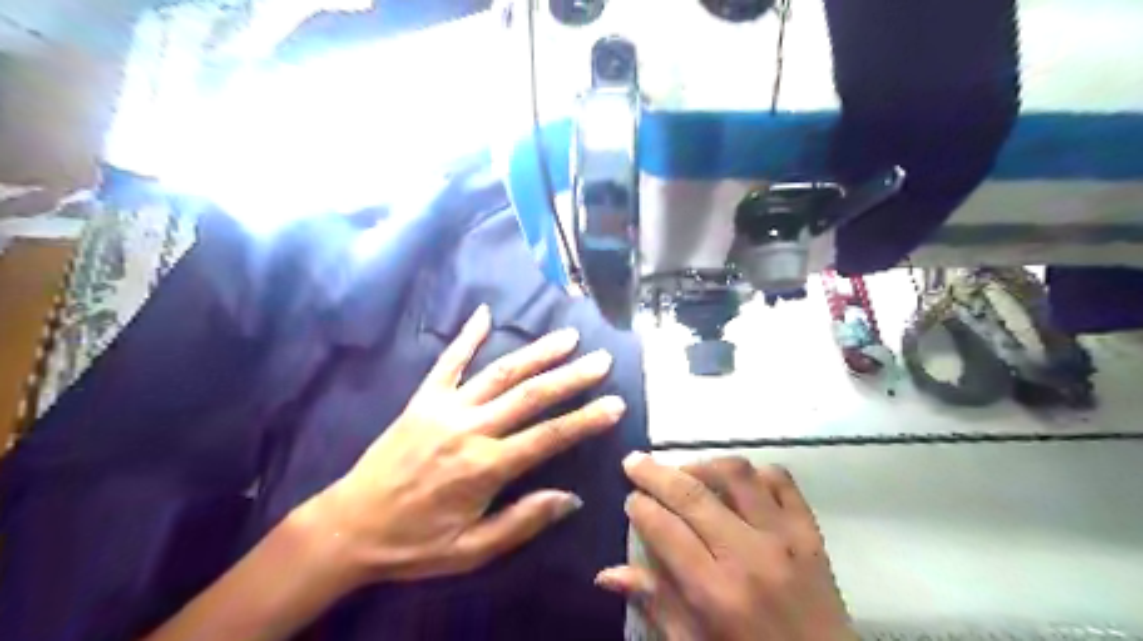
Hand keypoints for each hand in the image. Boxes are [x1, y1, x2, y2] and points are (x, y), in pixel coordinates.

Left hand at [302, 305, 622, 586]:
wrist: (350, 526)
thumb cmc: (415, 543)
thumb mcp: (472, 551)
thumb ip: (522, 521)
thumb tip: (571, 498)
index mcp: (485, 468)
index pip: (548, 437)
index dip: (585, 420)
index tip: (615, 403)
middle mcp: (470, 429)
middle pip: (530, 396)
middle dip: (571, 377)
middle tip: (601, 360)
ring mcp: (444, 408)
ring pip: (499, 373)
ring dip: (536, 353)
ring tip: (567, 337)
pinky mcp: (422, 399)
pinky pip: (447, 361)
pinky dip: (467, 336)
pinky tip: (485, 313)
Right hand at [593, 456, 851, 640]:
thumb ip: (654, 603)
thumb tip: (606, 573)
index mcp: (717, 592)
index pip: (666, 530)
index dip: (641, 507)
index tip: (629, 498)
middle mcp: (750, 555)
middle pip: (693, 494)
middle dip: (656, 473)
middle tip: (634, 462)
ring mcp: (785, 537)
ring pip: (737, 474)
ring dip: (703, 464)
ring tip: (684, 471)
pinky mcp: (810, 531)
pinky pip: (781, 481)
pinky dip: (755, 473)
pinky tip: (737, 482)